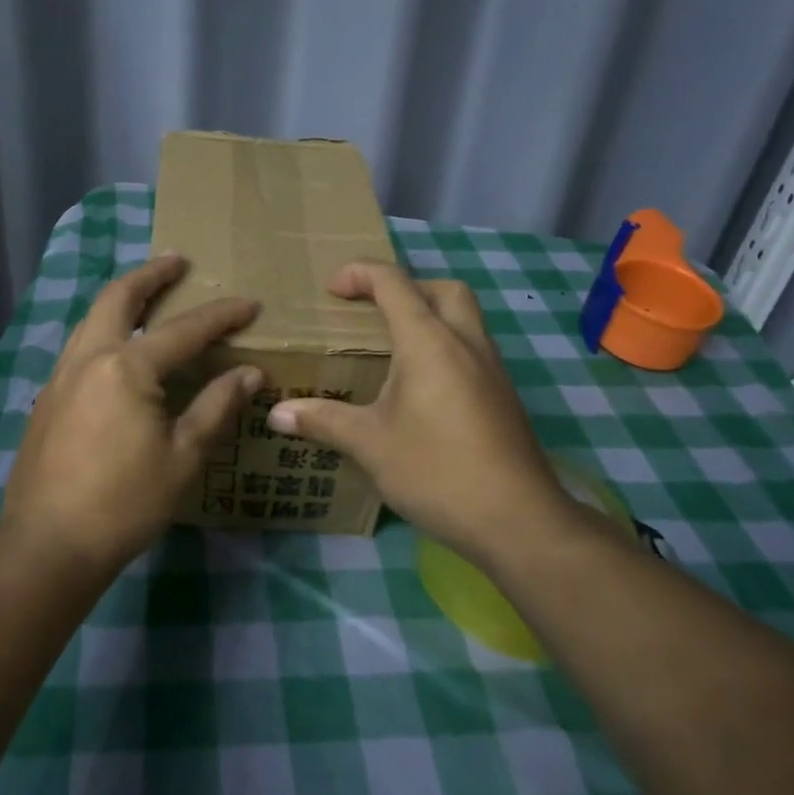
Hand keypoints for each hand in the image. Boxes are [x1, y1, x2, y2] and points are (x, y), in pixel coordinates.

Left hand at [0, 252, 261, 571]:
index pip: (184, 330)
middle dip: (150, 275)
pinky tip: (116, 346)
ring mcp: (61, 376)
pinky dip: (103, 327)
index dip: (220, 316)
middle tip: (176, 260)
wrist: (48, 544)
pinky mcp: (47, 398)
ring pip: (91, 318)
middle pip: (118, 298)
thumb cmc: (124, 503)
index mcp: (126, 368)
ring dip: (121, 297)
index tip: (249, 304)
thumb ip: (215, 407)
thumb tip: (249, 373)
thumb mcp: (182, 457)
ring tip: (146, 291)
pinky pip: (79, 344)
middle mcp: (89, 358)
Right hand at [265, 261, 585, 567]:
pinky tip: (422, 388)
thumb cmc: (437, 471)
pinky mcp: (503, 396)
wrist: (518, 520)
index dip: (359, 274)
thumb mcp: (370, 445)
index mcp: (429, 342)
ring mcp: (492, 369)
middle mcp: (465, 343)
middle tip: (372, 312)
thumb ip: (323, 421)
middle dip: (405, 287)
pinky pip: (472, 348)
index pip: (394, 283)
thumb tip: (276, 415)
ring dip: (430, 316)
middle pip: (442, 289)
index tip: (331, 290)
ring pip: (464, 318)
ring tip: (392, 349)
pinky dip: (445, 347)